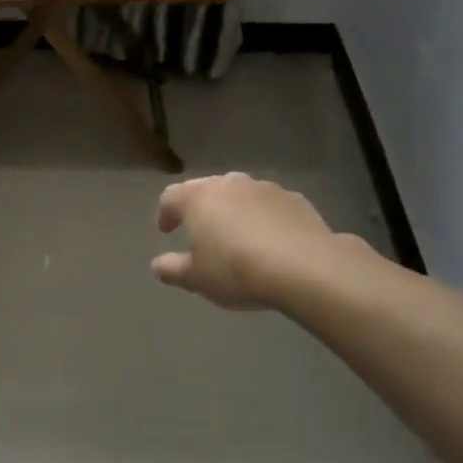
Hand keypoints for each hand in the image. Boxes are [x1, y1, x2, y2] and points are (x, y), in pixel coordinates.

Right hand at [151, 174, 340, 310]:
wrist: (305, 267)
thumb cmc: (236, 270)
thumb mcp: (195, 278)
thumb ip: (171, 269)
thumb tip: (158, 265)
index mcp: (197, 197)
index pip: (171, 196)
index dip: (165, 213)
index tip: (167, 231)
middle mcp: (229, 183)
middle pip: (206, 190)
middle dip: (201, 209)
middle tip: (201, 232)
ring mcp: (264, 188)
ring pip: (240, 195)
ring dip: (234, 211)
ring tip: (239, 237)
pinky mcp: (295, 199)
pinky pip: (270, 205)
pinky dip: (264, 218)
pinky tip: (271, 241)